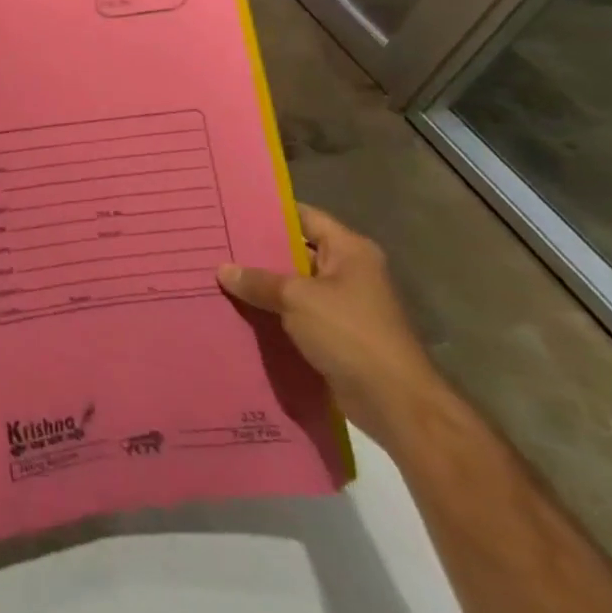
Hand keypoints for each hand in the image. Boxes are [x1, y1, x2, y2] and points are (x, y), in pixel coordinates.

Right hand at [217, 205, 445, 442]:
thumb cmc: (350, 334)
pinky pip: (295, 313)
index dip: (269, 211)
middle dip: (257, 250)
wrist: (395, 404)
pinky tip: (237, 308)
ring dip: (261, 284)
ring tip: (218, 273)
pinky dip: (271, 311)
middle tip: (216, 241)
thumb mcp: (296, 298)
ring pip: (292, 284)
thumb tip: (223, 269)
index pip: (304, 216)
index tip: (232, 208)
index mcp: (349, 251)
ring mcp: (343, 305)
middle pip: (294, 250)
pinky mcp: (335, 335)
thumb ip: (258, 280)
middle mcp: (348, 272)